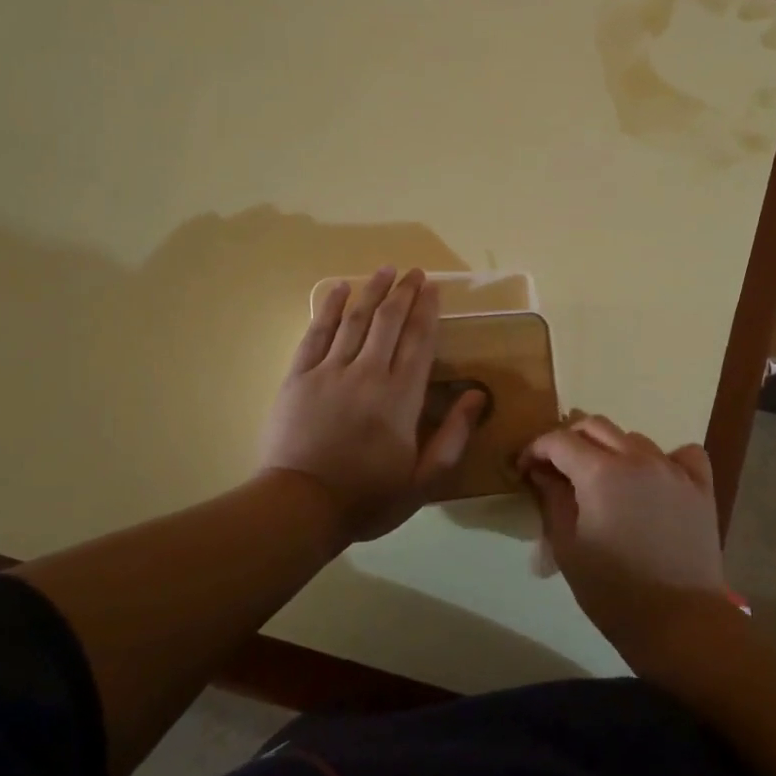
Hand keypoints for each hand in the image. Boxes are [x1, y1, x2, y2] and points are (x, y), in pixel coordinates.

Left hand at [259, 268, 486, 543]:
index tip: (433, 287)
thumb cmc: (368, 497)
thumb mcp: (424, 480)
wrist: (299, 507)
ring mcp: (329, 372)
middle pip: (388, 322)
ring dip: (371, 291)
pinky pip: (316, 333)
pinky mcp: (298, 377)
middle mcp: (368, 373)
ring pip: (354, 320)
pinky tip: (337, 288)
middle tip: (414, 272)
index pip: (419, 341)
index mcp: (401, 396)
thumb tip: (476, 394)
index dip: (427, 310)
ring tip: (385, 269)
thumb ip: (454, 436)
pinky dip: (327, 307)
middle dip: (403, 292)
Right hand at [520, 416, 741, 676]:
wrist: (679, 621)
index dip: (536, 449)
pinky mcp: (700, 486)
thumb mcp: (568, 548)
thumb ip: (552, 500)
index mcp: (600, 472)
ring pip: (634, 438)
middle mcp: (638, 458)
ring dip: (611, 449)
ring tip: (603, 479)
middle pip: (596, 426)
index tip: (526, 468)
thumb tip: (543, 473)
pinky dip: (664, 458)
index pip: (560, 440)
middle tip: (558, 468)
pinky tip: (655, 478)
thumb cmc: (613, 591)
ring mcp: (673, 469)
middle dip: (569, 440)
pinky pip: (682, 453)